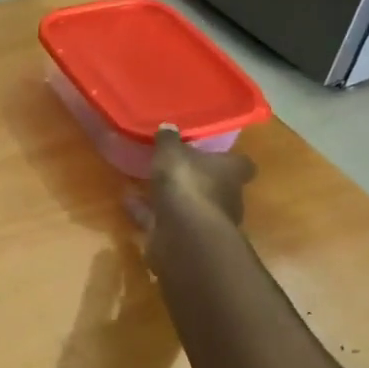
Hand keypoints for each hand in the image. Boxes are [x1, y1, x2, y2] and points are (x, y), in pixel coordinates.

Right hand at [128, 125, 255, 263]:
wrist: (184, 235)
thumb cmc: (187, 184)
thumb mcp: (172, 153)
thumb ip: (169, 140)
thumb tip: (168, 127)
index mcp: (231, 172)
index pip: (240, 163)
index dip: (227, 158)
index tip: (211, 152)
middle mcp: (225, 198)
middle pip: (215, 186)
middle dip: (196, 179)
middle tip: (173, 167)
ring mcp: (206, 222)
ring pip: (188, 206)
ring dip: (169, 197)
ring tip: (143, 183)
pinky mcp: (184, 240)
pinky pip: (163, 220)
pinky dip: (147, 212)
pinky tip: (128, 201)